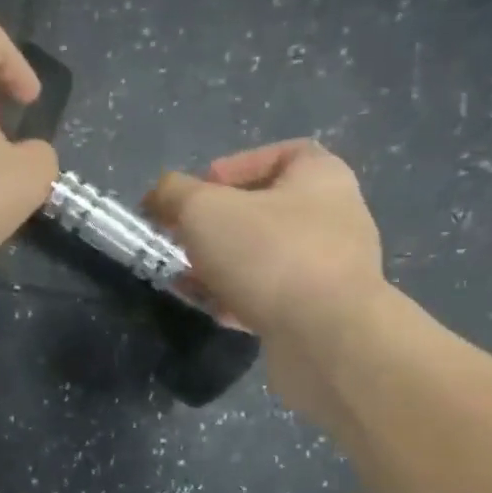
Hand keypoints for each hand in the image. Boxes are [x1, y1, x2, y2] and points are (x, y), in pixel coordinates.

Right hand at [144, 140, 385, 422]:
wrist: (324, 338)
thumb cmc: (268, 255)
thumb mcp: (204, 210)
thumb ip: (174, 195)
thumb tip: (158, 196)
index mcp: (321, 177)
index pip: (281, 154)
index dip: (236, 167)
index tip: (200, 191)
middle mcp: (334, 219)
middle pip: (266, 212)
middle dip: (217, 227)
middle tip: (182, 240)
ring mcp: (330, 271)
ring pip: (264, 259)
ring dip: (222, 267)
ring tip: (187, 280)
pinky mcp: (319, 315)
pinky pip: (271, 298)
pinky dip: (239, 301)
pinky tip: (212, 311)